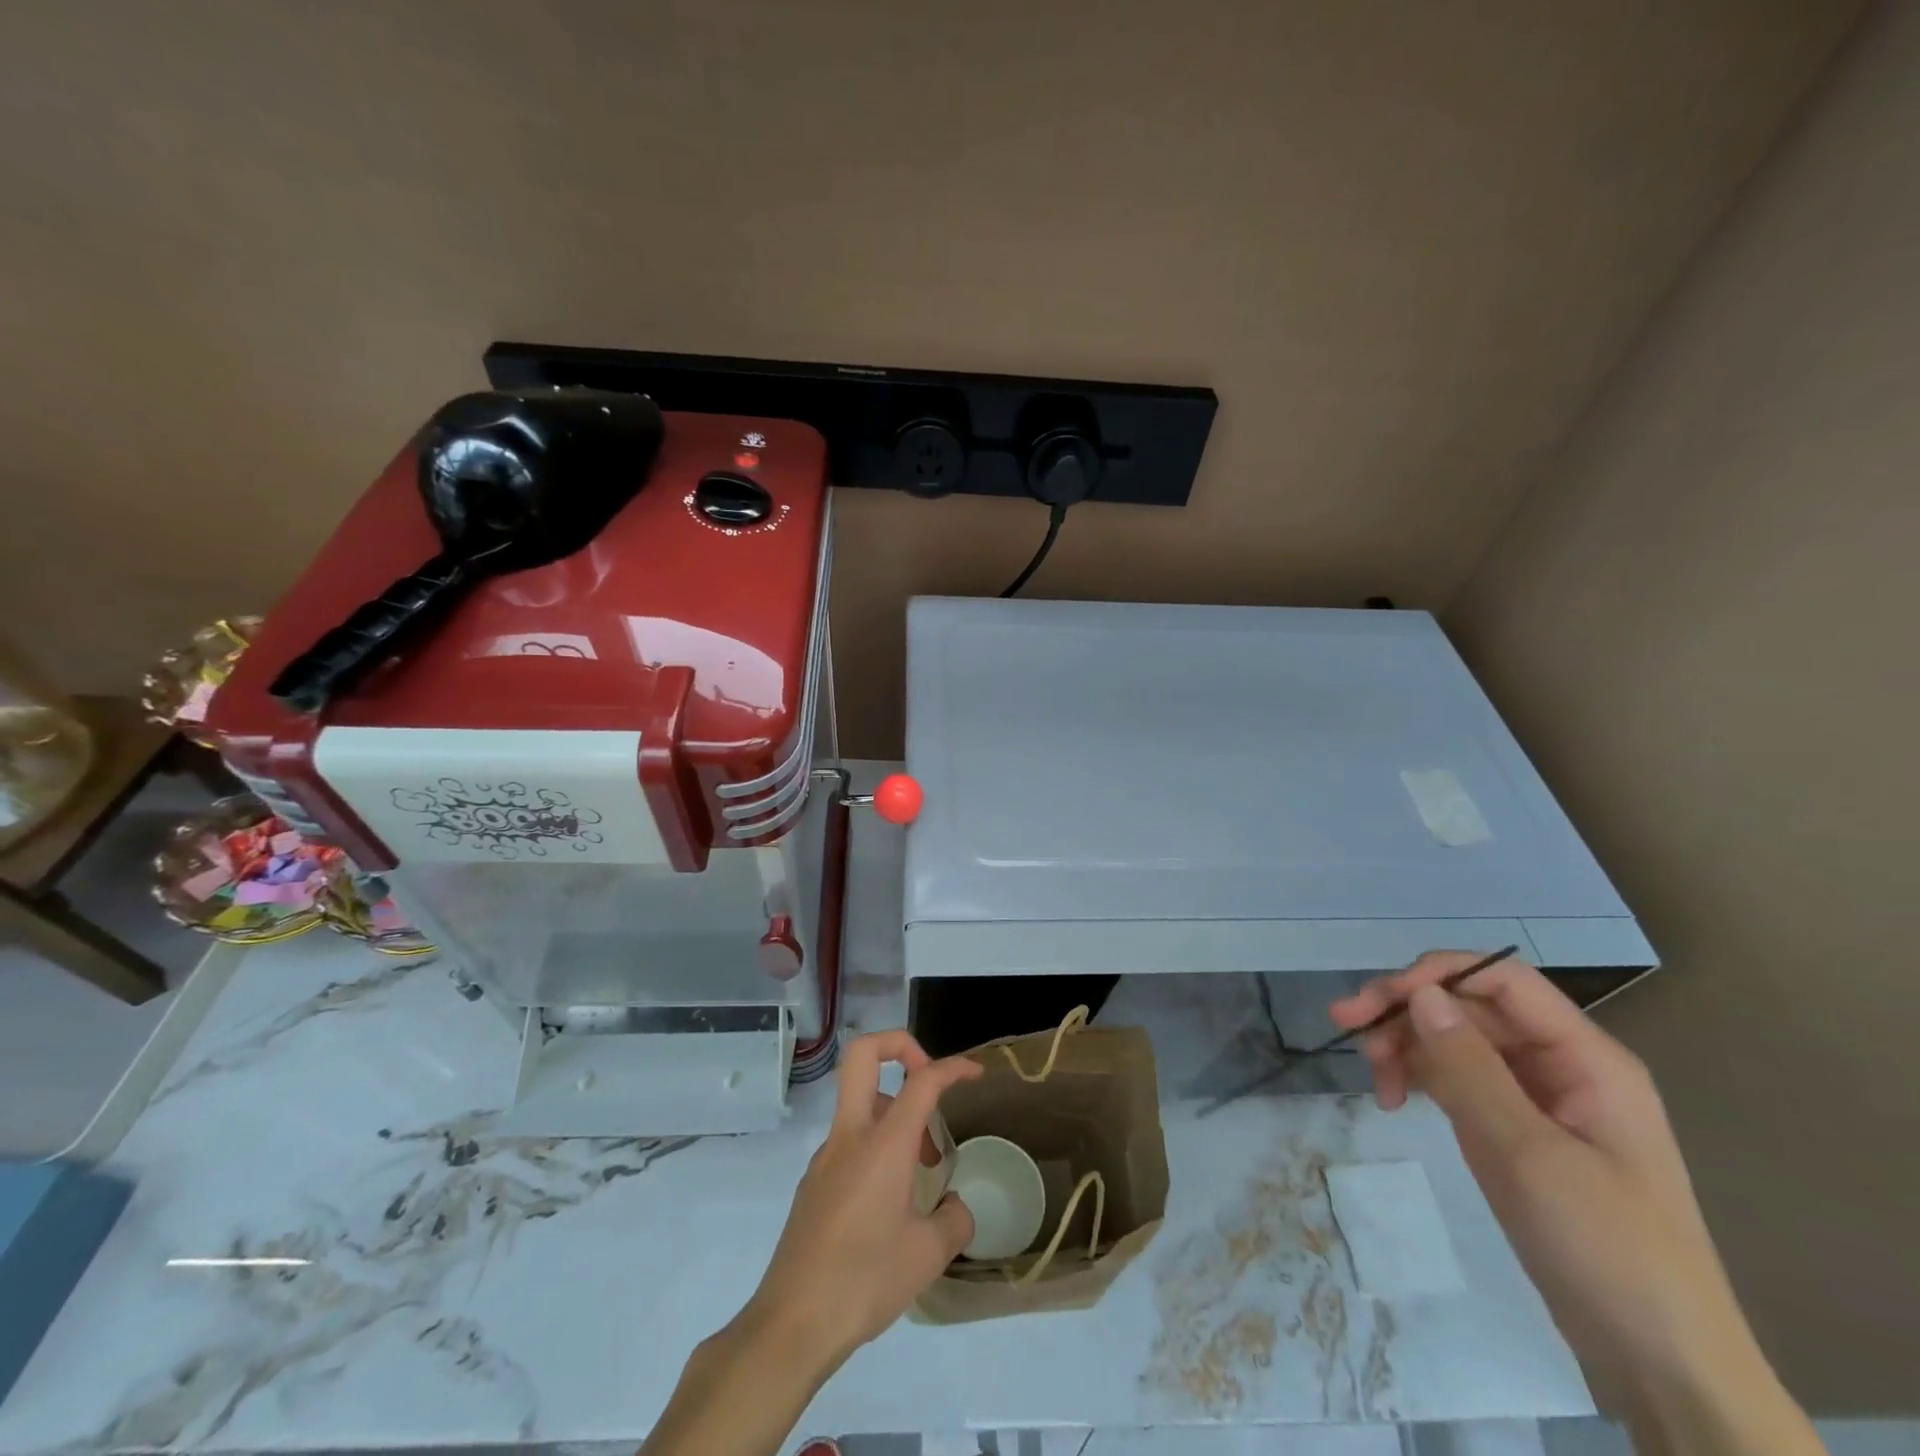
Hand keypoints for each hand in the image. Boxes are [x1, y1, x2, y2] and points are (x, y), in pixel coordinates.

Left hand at [641, 1032, 982, 1455]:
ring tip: (922, 1166)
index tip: (974, 1074)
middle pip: (862, 1054)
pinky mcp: (813, 1183)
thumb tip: (956, 1206)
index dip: (952, 1068)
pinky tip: (891, 1198)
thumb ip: (954, 1220)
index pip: (922, 1080)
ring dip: (894, 1110)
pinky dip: (877, 1144)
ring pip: (859, 1100)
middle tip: (928, 1084)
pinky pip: (849, 1139)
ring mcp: (825, 1156)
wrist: (791, 1325)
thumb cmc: (864, 1282)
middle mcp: (850, 1136)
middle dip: (899, 1047)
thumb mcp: (928, 1256)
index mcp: (883, 1143)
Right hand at [1330, 954, 1817, 1451]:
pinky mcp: (1517, 1131)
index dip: (1436, 974)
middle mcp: (1561, 1065)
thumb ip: (1470, 1067)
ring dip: (1406, 1046)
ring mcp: (1538, 1099)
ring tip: (1373, 1080)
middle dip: (1406, 1012)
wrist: (1660, 1366)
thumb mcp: (1529, 1154)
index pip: (1502, 980)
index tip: (1377, 1001)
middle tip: (1346, 1029)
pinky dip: (1420, 1079)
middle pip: (1470, 1007)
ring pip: (1456, 1041)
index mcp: (1586, 1058)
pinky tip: (1393, 1100)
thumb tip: (1419, 993)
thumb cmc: (1607, 1250)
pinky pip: (1458, 1079)